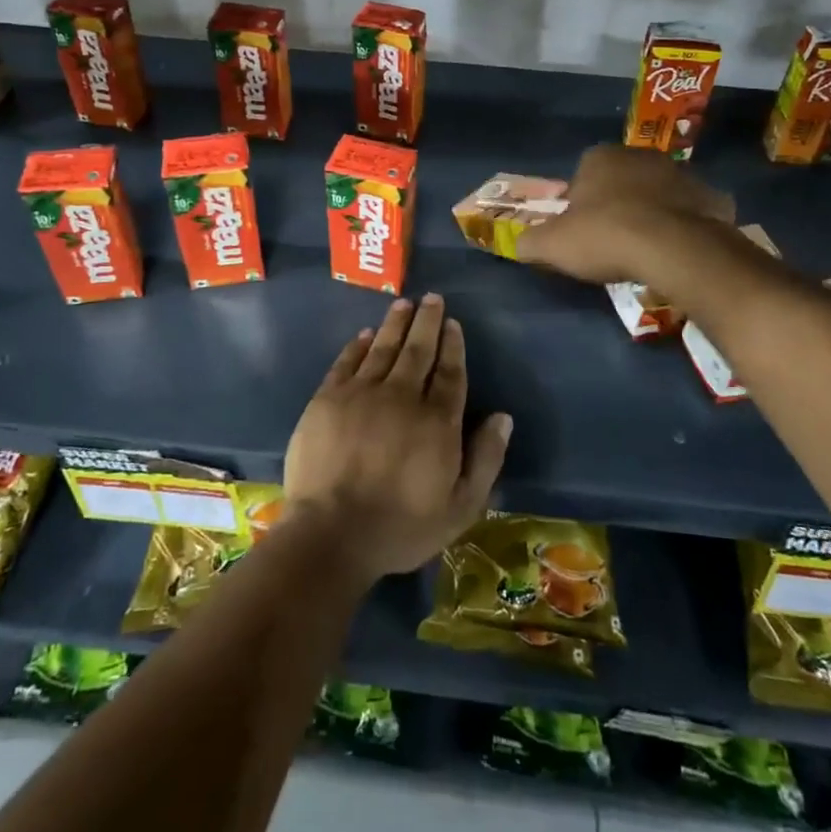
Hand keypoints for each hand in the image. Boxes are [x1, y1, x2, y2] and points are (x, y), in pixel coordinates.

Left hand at [283, 294, 510, 582]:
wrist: (331, 533)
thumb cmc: (401, 527)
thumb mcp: (460, 507)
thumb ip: (485, 459)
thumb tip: (503, 417)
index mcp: (437, 421)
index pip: (450, 373)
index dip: (453, 346)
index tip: (453, 324)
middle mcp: (402, 396)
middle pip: (418, 350)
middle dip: (427, 322)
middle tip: (432, 298)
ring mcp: (361, 394)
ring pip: (383, 348)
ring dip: (395, 324)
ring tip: (403, 304)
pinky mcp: (327, 399)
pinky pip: (347, 362)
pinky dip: (358, 346)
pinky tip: (366, 335)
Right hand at [515, 143, 734, 285]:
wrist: (674, 248)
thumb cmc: (605, 236)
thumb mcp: (552, 245)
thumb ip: (530, 241)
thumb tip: (518, 244)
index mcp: (600, 157)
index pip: (582, 175)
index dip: (579, 204)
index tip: (581, 231)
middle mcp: (641, 155)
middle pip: (621, 180)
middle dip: (617, 203)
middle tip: (612, 240)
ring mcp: (681, 172)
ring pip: (658, 193)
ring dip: (651, 212)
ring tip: (646, 248)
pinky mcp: (712, 196)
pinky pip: (692, 210)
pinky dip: (685, 225)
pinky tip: (678, 250)